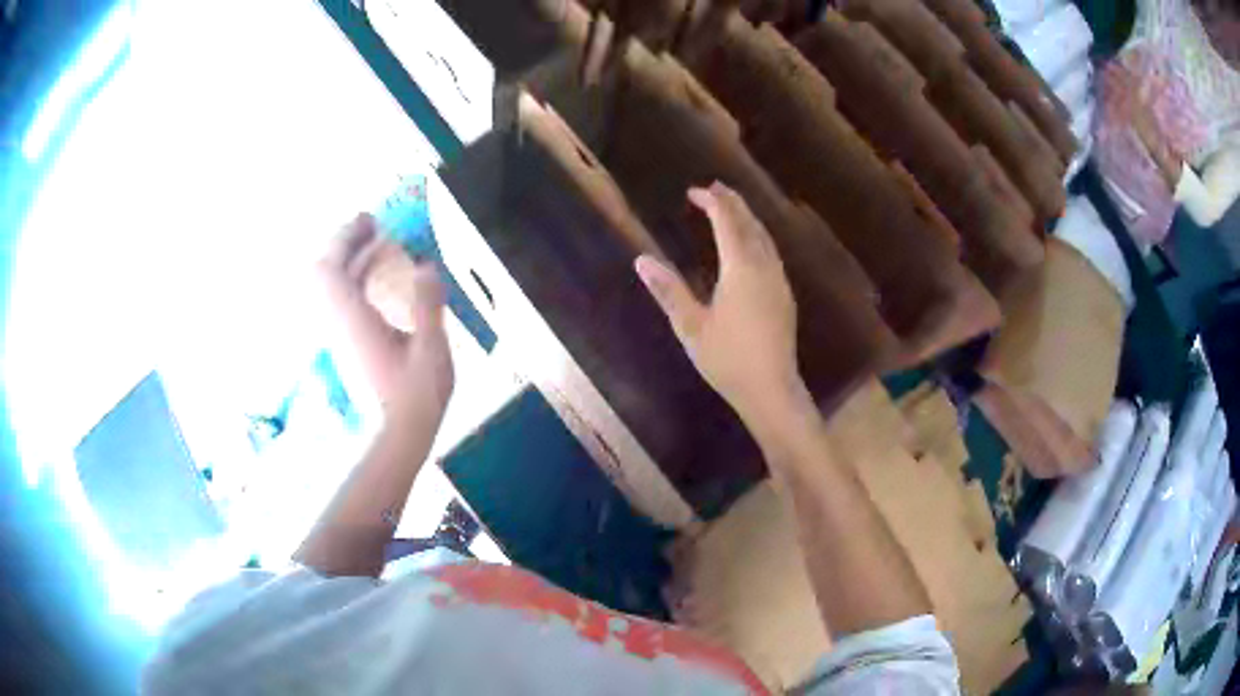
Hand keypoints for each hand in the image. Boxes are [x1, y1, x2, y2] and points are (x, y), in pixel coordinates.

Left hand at [317, 213, 453, 410]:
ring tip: (382, 245)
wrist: (399, 433)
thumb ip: (427, 305)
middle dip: (346, 242)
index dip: (345, 238)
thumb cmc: (418, 396)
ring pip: (333, 285)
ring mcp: (342, 332)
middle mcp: (341, 322)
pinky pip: (344, 298)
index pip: (331, 269)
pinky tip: (383, 278)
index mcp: (355, 321)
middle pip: (326, 272)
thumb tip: (426, 266)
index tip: (371, 220)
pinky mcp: (349, 341)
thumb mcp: (431, 350)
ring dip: (352, 259)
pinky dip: (358, 279)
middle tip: (375, 226)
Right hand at [635, 182, 805, 425]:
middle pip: (750, 224)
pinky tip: (751, 245)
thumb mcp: (691, 327)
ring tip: (732, 208)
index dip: (712, 202)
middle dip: (733, 202)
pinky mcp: (785, 296)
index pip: (727, 222)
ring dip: (747, 218)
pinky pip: (771, 252)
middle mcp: (764, 267)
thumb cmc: (728, 360)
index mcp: (741, 269)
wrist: (771, 390)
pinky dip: (757, 236)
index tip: (694, 191)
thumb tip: (642, 260)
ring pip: (765, 237)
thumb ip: (669, 291)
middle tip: (716, 187)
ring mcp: (779, 281)